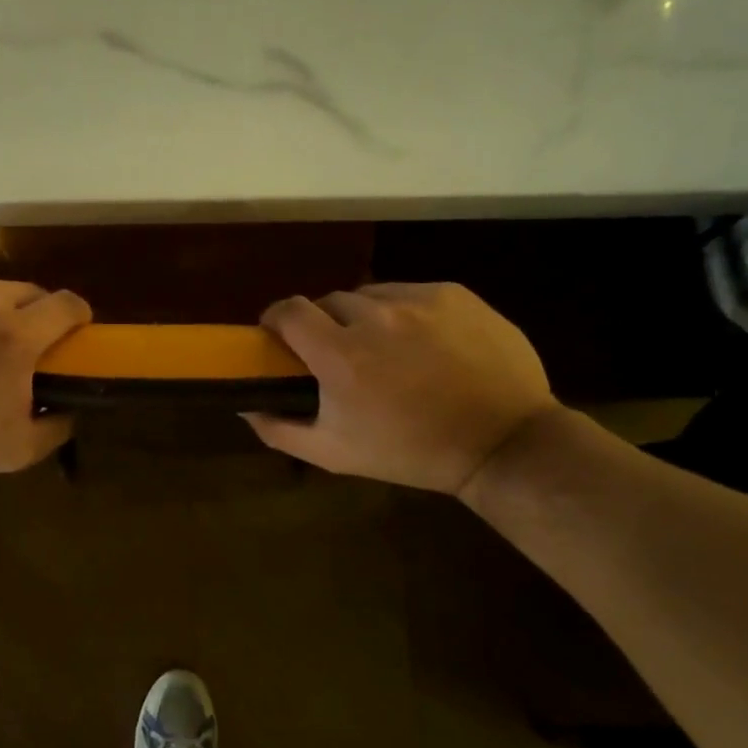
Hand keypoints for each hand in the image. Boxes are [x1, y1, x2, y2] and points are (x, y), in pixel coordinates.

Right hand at [244, 282, 557, 495]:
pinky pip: (411, 294)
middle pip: (328, 302)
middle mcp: (374, 316)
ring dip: (365, 317)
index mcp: (339, 354)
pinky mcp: (453, 294)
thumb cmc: (410, 452)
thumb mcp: (334, 454)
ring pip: (370, 296)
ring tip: (386, 349)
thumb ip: (279, 429)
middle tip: (340, 355)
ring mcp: (417, 300)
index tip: (279, 336)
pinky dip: (405, 314)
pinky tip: (424, 345)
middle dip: (325, 325)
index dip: (276, 319)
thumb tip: (244, 407)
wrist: (503, 443)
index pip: (288, 310)